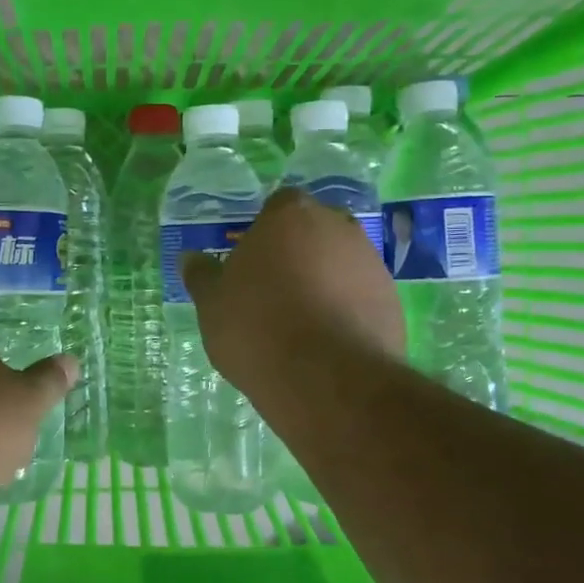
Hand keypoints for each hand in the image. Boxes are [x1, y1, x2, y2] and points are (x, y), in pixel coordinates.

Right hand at [180, 188, 404, 399]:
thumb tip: (191, 258)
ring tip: (303, 320)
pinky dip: (348, 307)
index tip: (253, 260)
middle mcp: (336, 226)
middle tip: (275, 288)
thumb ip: (202, 275)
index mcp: (289, 215)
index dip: (265, 230)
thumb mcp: (212, 304)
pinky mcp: (392, 298)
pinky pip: (362, 293)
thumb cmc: (256, 327)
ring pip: (341, 261)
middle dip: (299, 250)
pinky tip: (328, 339)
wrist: (325, 377)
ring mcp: (370, 261)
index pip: (279, 205)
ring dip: (326, 279)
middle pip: (315, 229)